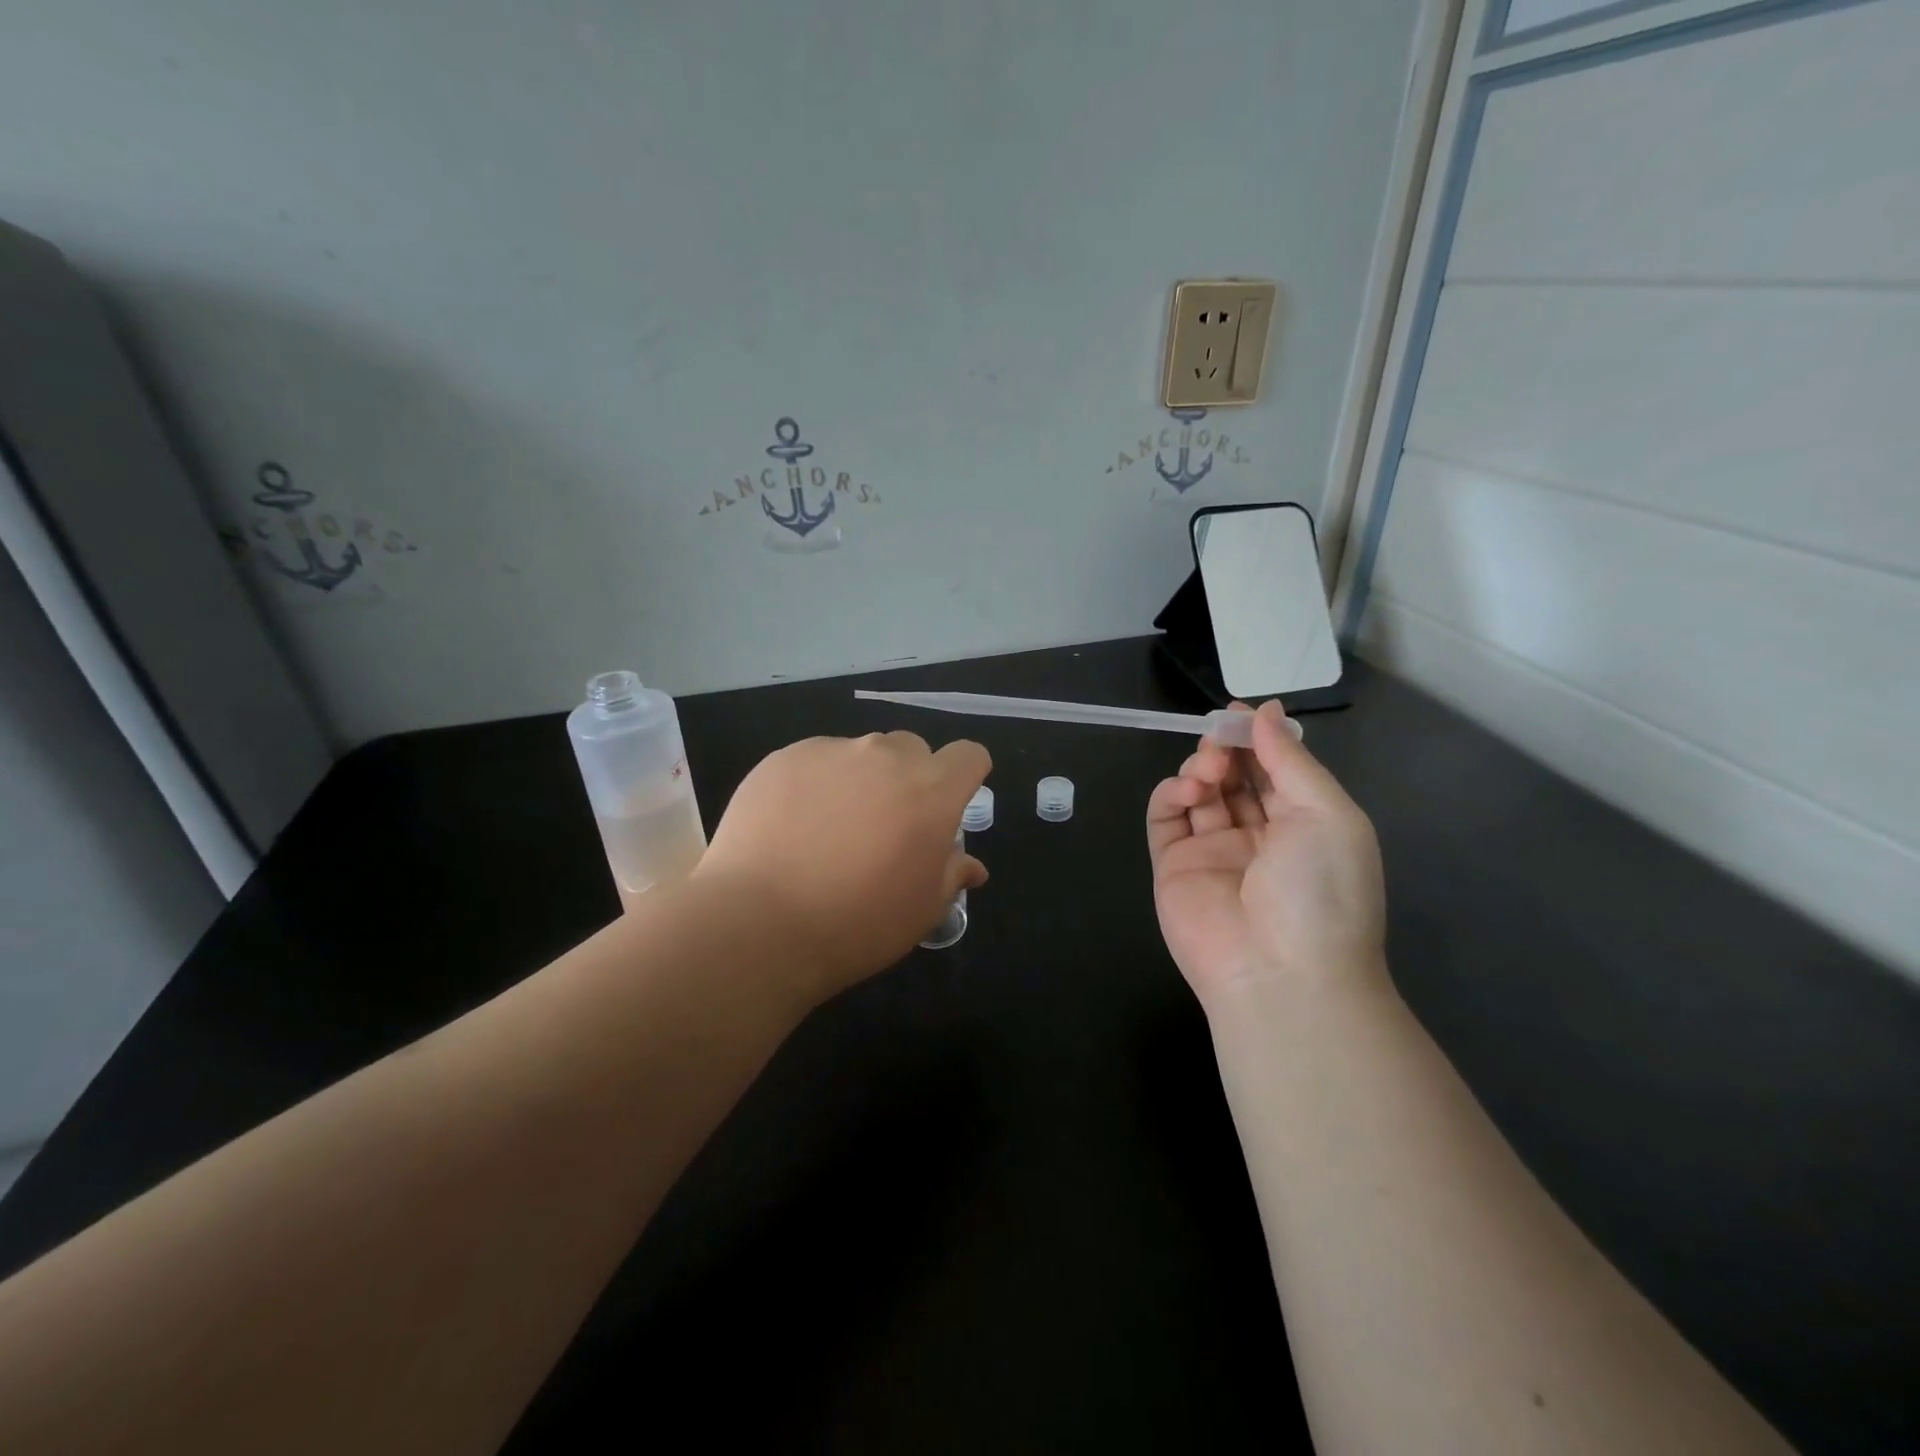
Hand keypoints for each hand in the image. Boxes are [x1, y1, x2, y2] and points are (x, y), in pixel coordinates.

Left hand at [695, 731, 989, 999]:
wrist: (760, 923)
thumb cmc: (858, 923)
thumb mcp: (922, 910)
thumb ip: (951, 875)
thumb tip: (971, 866)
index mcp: (932, 791)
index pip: (968, 755)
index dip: (964, 776)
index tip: (948, 804)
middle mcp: (886, 757)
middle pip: (912, 750)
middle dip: (909, 779)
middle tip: (885, 825)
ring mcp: (831, 752)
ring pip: (860, 754)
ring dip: (859, 780)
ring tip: (830, 829)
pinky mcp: (784, 757)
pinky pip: (814, 761)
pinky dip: (814, 785)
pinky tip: (791, 827)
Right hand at [1146, 701, 1385, 1003]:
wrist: (1281, 975)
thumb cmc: (1320, 890)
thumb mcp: (1327, 814)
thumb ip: (1290, 761)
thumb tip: (1266, 712)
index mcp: (1303, 825)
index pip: (1274, 770)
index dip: (1257, 739)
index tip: (1239, 713)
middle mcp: (1257, 836)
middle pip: (1234, 776)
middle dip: (1226, 749)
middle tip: (1219, 738)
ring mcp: (1212, 852)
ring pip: (1199, 792)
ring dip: (1200, 768)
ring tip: (1208, 770)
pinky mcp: (1173, 866)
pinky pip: (1165, 819)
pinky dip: (1170, 794)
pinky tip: (1187, 788)